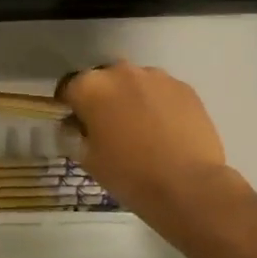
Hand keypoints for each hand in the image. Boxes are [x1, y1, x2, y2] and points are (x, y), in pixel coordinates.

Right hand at [57, 63, 232, 224]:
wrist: (188, 185)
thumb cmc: (129, 174)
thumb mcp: (88, 160)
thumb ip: (75, 135)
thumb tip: (75, 126)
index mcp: (91, 87)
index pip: (69, 88)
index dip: (69, 106)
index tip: (75, 125)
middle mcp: (121, 72)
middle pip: (104, 80)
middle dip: (102, 99)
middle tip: (108, 128)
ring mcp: (156, 77)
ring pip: (135, 83)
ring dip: (131, 99)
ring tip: (141, 130)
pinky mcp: (184, 87)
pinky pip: (161, 91)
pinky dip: (158, 104)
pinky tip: (165, 131)